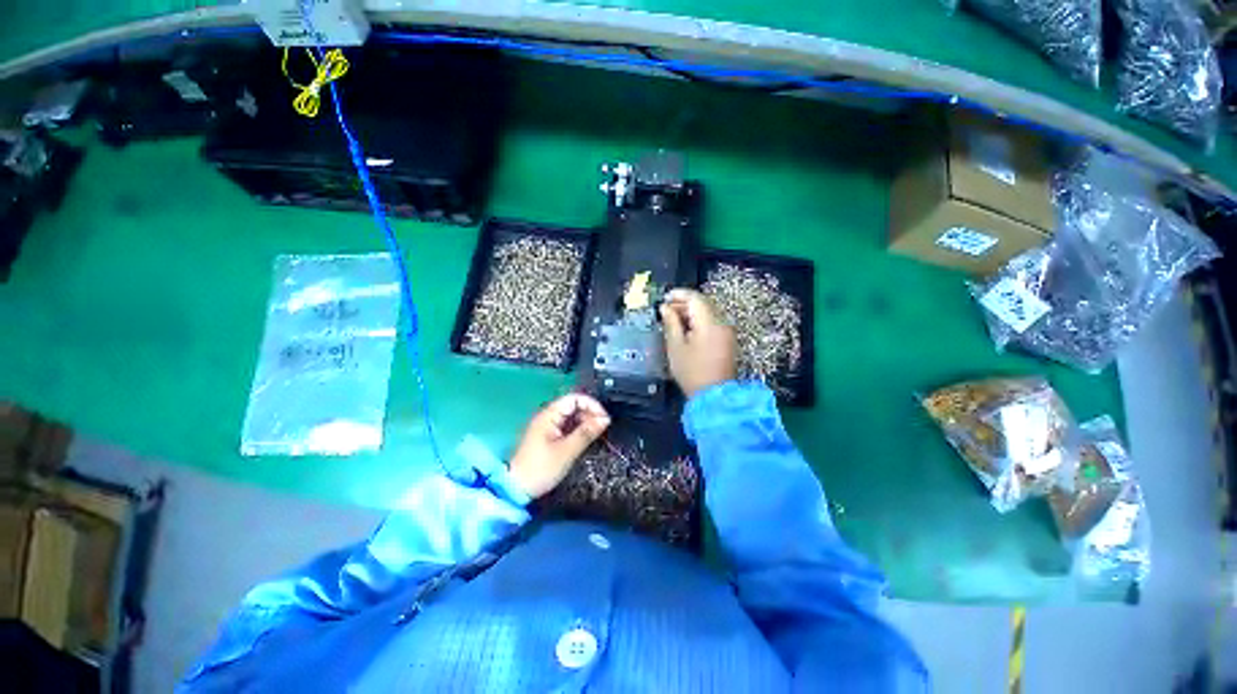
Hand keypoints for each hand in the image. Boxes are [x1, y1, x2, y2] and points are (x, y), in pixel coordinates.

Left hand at [508, 394, 610, 498]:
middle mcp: (547, 416)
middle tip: (602, 428)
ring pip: (571, 416)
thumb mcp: (567, 451)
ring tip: (596, 434)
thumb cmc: (541, 468)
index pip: (574, 398)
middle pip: (573, 405)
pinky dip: (577, 429)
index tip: (604, 418)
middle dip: (589, 413)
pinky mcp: (548, 436)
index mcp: (549, 415)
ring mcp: (547, 426)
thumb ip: (586, 433)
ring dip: (585, 421)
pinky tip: (585, 438)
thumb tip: (605, 419)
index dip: (591, 405)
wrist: (516, 489)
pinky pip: (566, 426)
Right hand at [659, 288, 737, 397]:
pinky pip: (713, 323)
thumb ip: (671, 323)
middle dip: (684, 304)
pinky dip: (700, 322)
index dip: (679, 294)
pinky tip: (687, 330)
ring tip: (674, 320)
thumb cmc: (691, 372)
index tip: (665, 297)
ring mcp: (727, 332)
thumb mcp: (675, 347)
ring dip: (691, 313)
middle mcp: (723, 323)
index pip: (695, 298)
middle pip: (704, 304)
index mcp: (710, 323)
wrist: (714, 396)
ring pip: (709, 313)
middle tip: (666, 310)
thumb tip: (665, 308)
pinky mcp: (728, 341)